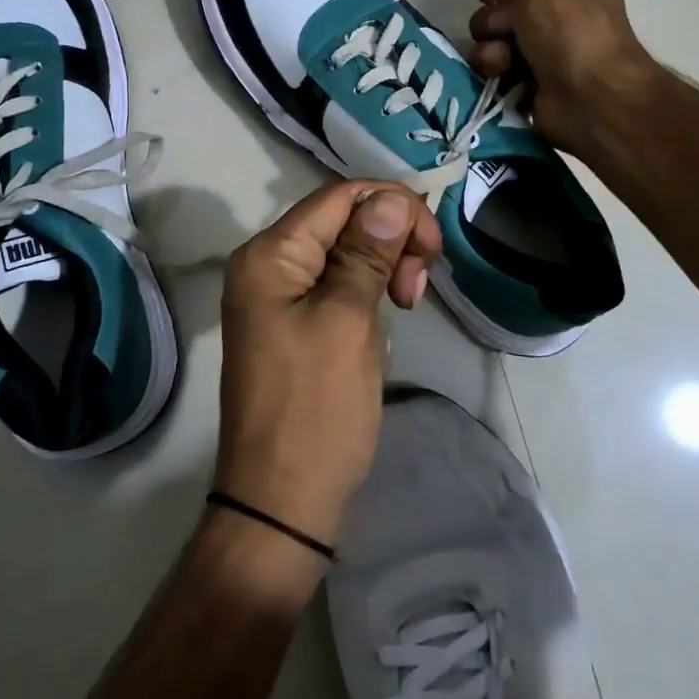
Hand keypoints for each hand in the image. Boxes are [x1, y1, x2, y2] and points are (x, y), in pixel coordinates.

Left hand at [215, 182, 442, 547]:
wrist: (282, 501)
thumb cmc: (317, 408)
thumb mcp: (348, 321)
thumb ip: (367, 253)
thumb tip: (390, 198)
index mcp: (269, 254)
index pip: (338, 197)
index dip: (391, 205)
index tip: (432, 248)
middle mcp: (266, 263)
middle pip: (341, 219)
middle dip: (390, 235)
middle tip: (419, 285)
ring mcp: (277, 294)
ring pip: (343, 249)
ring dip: (383, 262)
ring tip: (408, 301)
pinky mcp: (292, 320)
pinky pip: (335, 281)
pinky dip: (368, 285)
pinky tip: (389, 309)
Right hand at [468, 0, 662, 155]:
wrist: (590, 94)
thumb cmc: (569, 26)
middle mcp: (562, 11)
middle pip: (502, 6)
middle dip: (493, 17)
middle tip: (503, 29)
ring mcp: (547, 49)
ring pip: (493, 38)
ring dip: (489, 46)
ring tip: (502, 59)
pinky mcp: (532, 81)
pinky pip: (496, 68)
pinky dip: (493, 70)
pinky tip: (502, 75)